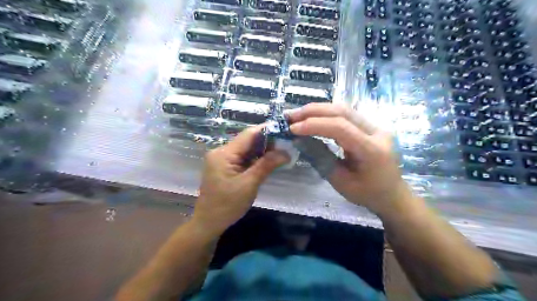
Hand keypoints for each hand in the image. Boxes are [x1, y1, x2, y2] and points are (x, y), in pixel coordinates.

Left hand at [193, 125, 288, 236]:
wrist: (208, 222)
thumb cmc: (227, 205)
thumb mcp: (249, 184)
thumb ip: (266, 165)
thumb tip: (286, 152)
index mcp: (224, 153)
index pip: (249, 134)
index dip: (267, 130)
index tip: (285, 131)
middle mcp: (221, 151)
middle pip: (247, 140)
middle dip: (267, 142)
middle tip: (286, 145)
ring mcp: (222, 159)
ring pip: (246, 149)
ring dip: (262, 150)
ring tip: (281, 152)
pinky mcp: (224, 166)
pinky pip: (242, 157)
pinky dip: (255, 158)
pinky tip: (268, 161)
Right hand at [288, 104, 412, 215]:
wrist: (393, 195)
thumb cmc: (367, 194)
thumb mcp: (340, 181)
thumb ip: (320, 158)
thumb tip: (300, 140)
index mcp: (372, 150)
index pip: (340, 127)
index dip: (314, 125)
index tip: (293, 129)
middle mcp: (377, 132)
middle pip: (343, 111)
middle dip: (313, 111)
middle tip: (291, 116)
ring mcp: (376, 127)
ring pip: (344, 109)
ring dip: (318, 110)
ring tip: (298, 115)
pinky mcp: (371, 127)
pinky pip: (347, 115)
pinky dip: (327, 115)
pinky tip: (313, 118)